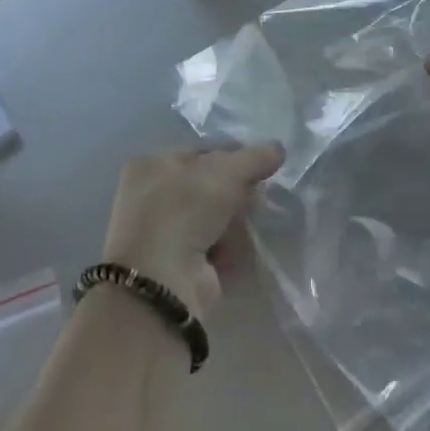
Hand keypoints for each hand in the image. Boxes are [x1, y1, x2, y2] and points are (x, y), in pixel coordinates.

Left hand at [102, 143, 283, 315]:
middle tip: (258, 197)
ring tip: (250, 225)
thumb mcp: (225, 172)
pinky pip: (212, 245)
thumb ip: (255, 157)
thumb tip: (278, 148)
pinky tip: (238, 249)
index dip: (236, 155)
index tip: (264, 165)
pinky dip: (228, 246)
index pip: (204, 150)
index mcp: (152, 164)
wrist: (160, 282)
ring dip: (236, 220)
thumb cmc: (184, 210)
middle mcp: (151, 195)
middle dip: (238, 191)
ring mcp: (162, 232)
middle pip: (210, 184)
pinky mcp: (176, 264)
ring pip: (214, 216)